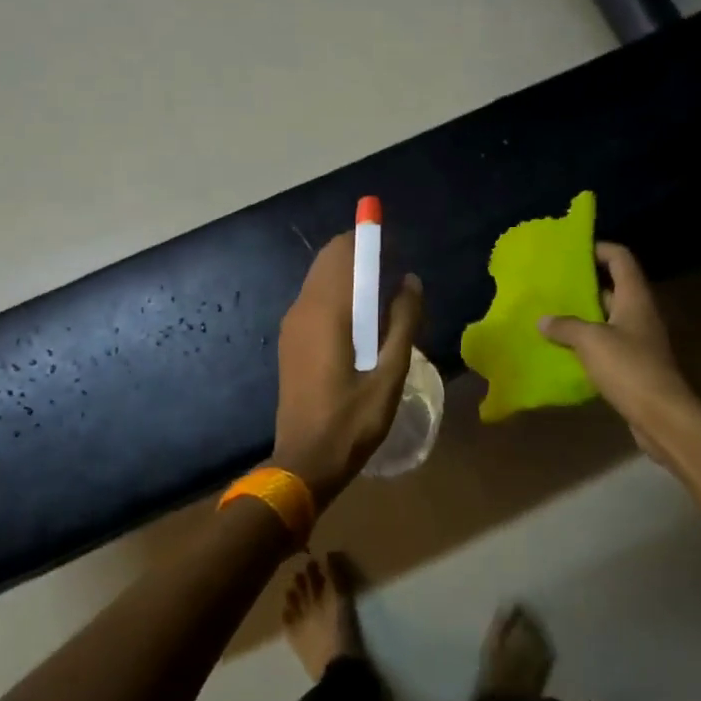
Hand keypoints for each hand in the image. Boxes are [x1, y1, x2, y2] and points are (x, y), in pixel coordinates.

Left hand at [272, 233, 424, 508]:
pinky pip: (315, 299)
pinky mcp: (290, 340)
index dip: (370, 238)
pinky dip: (339, 294)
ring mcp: (292, 324)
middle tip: (396, 277)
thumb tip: (410, 281)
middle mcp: (303, 308)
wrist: (304, 463)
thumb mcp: (390, 374)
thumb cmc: (352, 422)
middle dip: (362, 255)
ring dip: (351, 276)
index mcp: (327, 311)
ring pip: (321, 279)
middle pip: (330, 259)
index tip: (397, 244)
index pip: (345, 252)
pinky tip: (362, 322)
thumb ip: (404, 323)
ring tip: (385, 300)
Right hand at [539, 243, 695, 459]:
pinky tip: (562, 347)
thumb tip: (543, 320)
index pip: (620, 258)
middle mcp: (639, 313)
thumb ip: (565, 326)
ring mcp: (639, 340)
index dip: (599, 248)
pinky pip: (606, 343)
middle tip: (552, 282)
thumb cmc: (629, 368)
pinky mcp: (634, 364)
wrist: (663, 416)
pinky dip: (586, 342)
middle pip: (613, 287)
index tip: (571, 250)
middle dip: (583, 283)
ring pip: (607, 317)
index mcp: (635, 297)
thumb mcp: (591, 341)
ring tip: (549, 312)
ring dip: (582, 314)